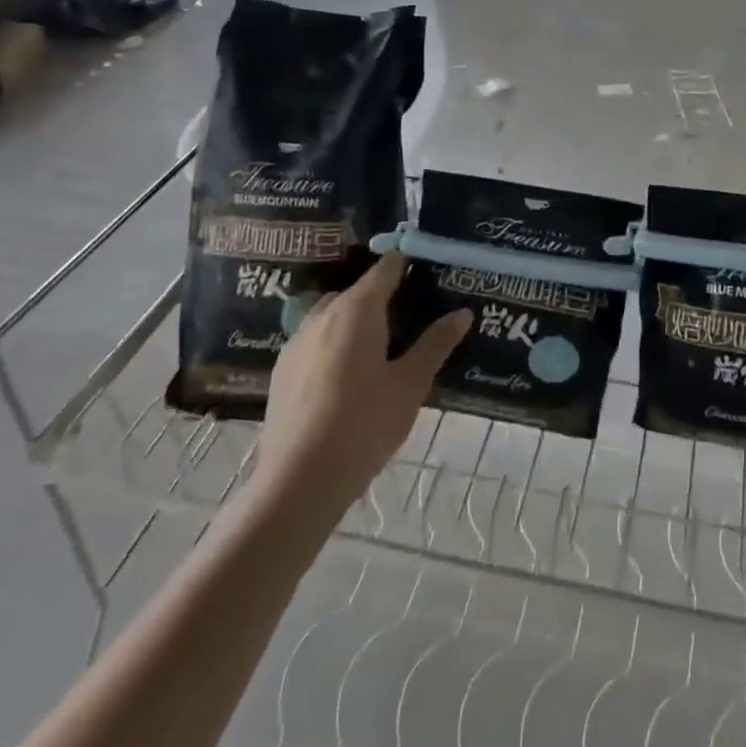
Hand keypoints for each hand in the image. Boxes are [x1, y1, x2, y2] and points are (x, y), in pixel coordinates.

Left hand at [256, 253, 470, 505]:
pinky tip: (349, 376)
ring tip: (383, 348)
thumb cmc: (364, 425)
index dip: (409, 263)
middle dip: (385, 296)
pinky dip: (336, 343)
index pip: (387, 268)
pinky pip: (316, 340)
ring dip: (357, 320)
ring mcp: (297, 341)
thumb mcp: (411, 384)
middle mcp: (323, 314)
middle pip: (359, 290)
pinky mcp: (282, 370)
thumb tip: (463, 312)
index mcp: (358, 309)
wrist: (297, 483)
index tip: (431, 270)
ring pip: (334, 315)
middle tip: (415, 317)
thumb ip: (436, 343)